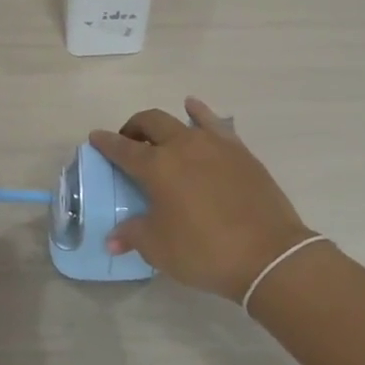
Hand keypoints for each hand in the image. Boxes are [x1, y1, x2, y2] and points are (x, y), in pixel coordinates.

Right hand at [90, 98, 317, 300]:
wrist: (268, 254)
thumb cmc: (205, 251)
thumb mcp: (159, 249)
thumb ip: (133, 235)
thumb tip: (113, 239)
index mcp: (157, 167)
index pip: (123, 148)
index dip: (106, 143)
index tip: (95, 138)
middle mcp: (182, 146)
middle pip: (151, 123)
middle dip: (134, 128)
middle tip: (128, 141)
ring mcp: (215, 145)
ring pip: (183, 119)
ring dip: (165, 123)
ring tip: (160, 133)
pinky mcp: (240, 151)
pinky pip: (214, 123)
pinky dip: (200, 114)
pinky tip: (195, 110)